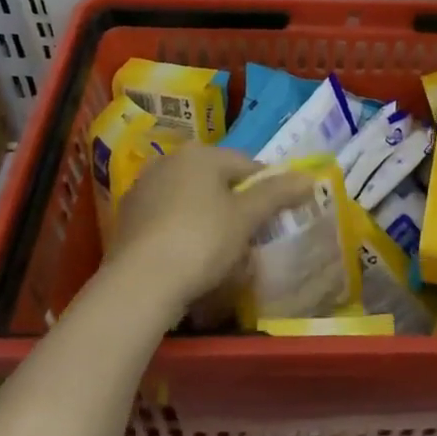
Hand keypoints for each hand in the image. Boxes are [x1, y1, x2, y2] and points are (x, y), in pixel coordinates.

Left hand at [107, 144, 311, 324]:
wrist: (140, 282)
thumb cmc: (202, 239)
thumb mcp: (247, 217)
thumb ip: (278, 193)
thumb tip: (309, 177)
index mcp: (200, 153)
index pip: (247, 165)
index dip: (267, 190)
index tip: (275, 217)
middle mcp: (169, 161)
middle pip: (216, 181)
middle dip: (235, 206)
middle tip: (249, 238)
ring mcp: (144, 189)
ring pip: (191, 200)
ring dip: (209, 219)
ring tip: (221, 254)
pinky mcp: (127, 218)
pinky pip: (168, 219)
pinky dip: (182, 232)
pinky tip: (189, 259)